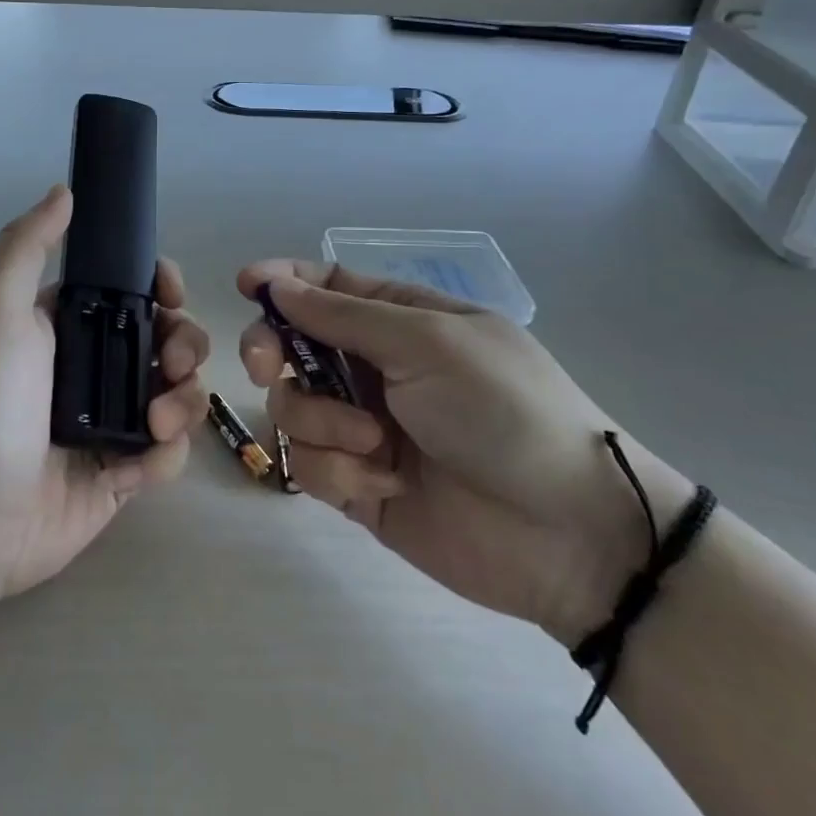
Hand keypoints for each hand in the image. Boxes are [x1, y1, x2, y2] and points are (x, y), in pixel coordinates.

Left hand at [0, 186, 209, 606]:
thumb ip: (26, 245)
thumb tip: (65, 191)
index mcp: (67, 325)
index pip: (132, 291)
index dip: (161, 287)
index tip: (171, 295)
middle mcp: (93, 367)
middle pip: (168, 339)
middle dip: (184, 345)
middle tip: (171, 365)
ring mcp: (110, 421)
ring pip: (179, 393)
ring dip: (183, 401)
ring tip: (155, 423)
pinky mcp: (121, 472)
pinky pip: (168, 453)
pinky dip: (164, 456)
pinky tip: (136, 466)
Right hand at [237, 263, 693, 644]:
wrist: (569, 533)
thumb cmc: (504, 411)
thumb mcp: (428, 343)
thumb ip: (343, 316)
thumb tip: (276, 285)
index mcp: (400, 320)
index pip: (327, 287)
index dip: (283, 281)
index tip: (246, 285)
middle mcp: (374, 368)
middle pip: (291, 344)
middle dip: (273, 352)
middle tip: (269, 367)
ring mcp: (363, 426)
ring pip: (292, 406)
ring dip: (323, 422)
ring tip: (377, 444)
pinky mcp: (357, 482)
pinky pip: (309, 463)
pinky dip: (339, 469)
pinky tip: (385, 482)